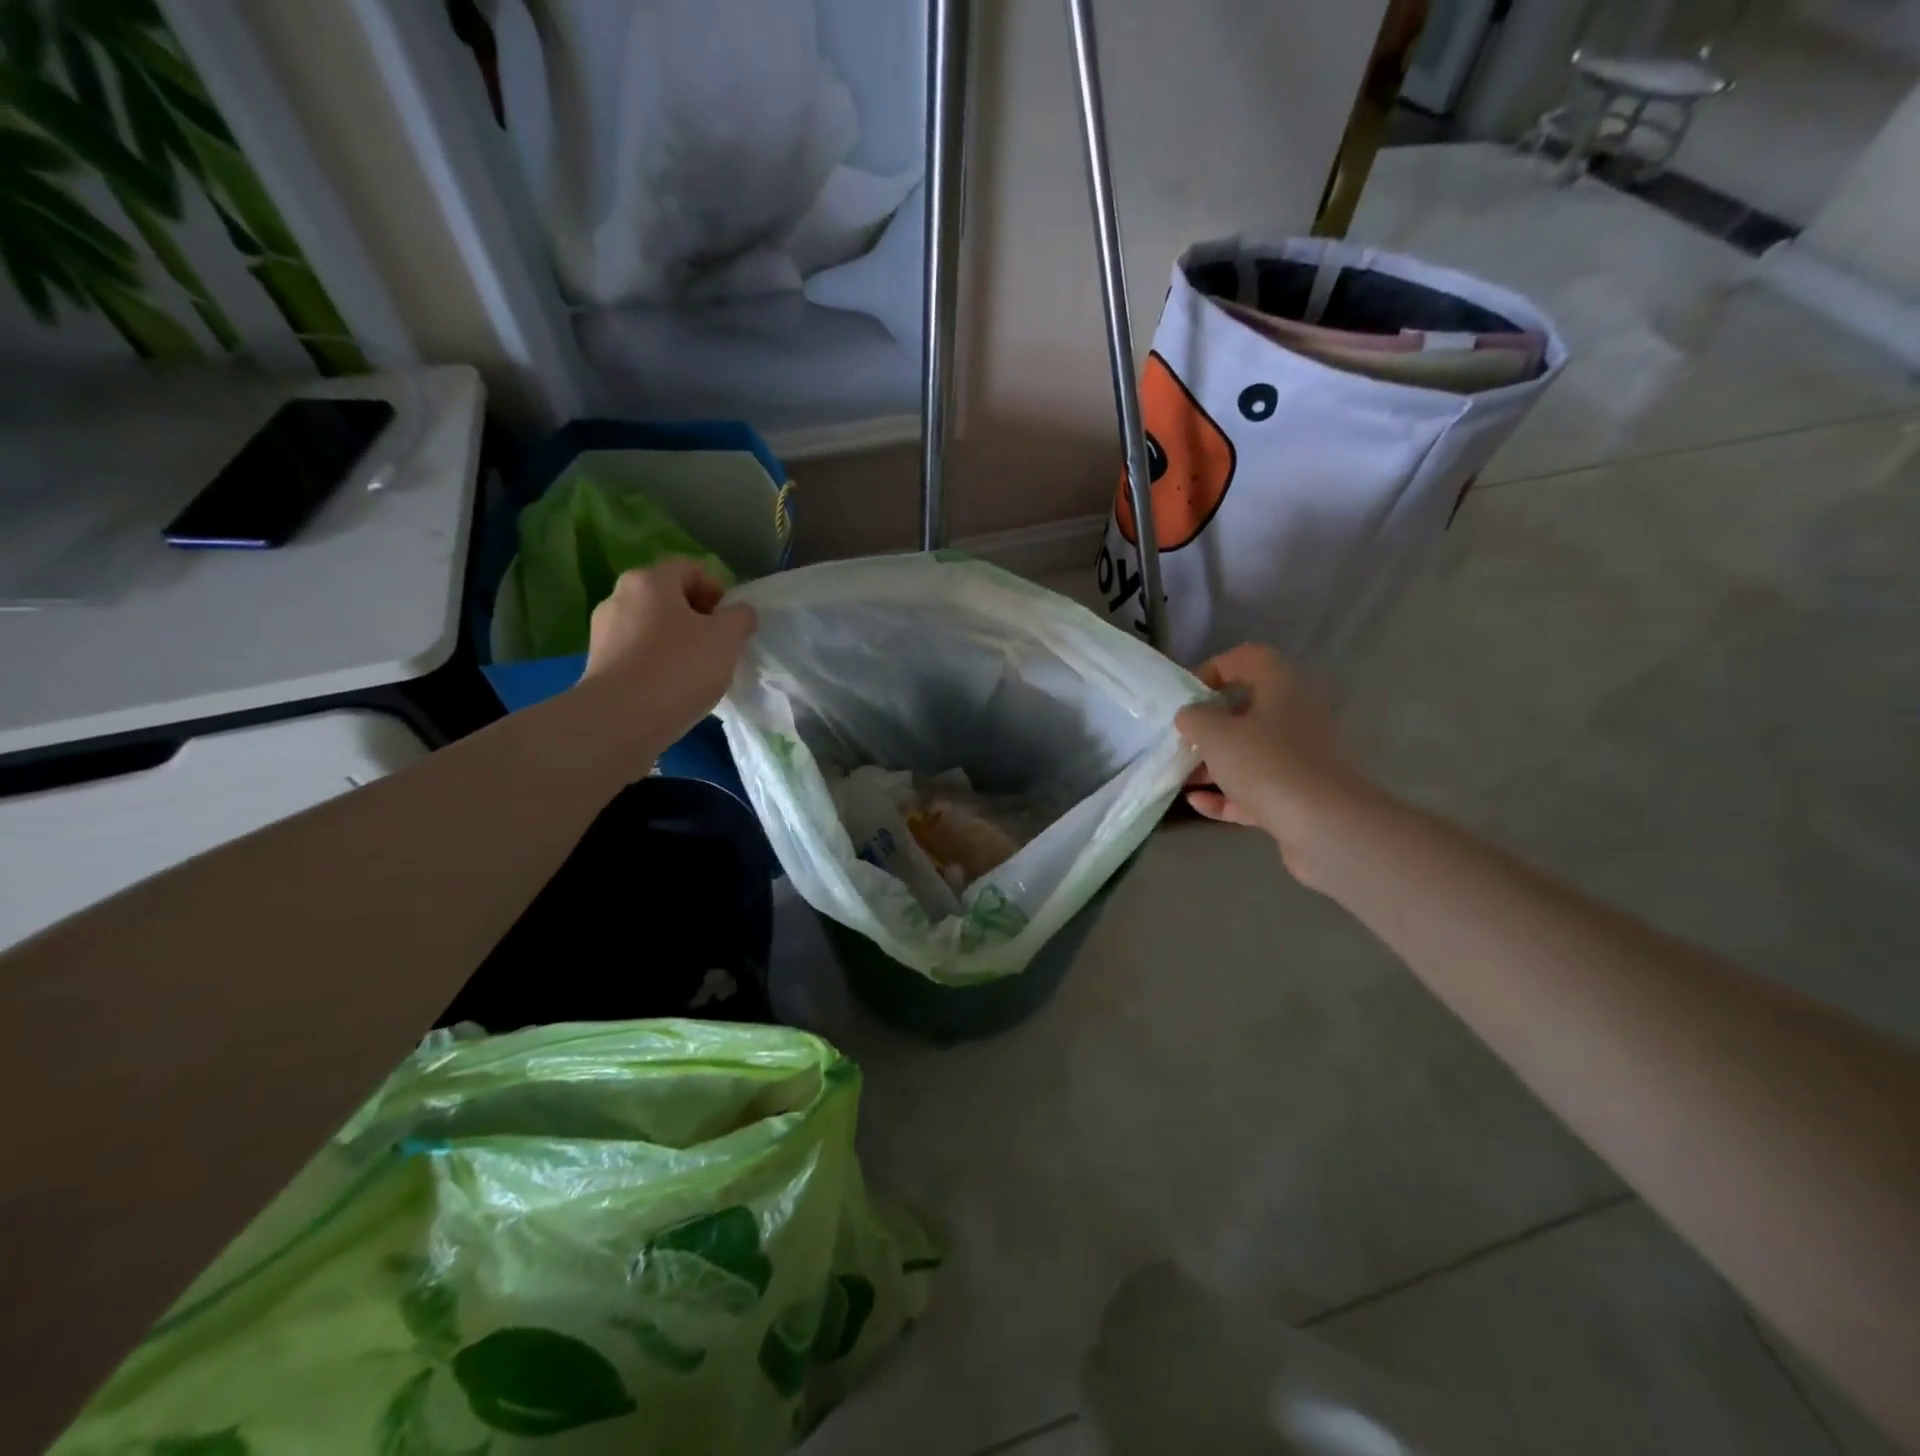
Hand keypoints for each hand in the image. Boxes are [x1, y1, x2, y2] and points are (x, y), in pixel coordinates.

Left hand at [577, 560, 756, 749]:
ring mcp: (604, 630)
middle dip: (698, 618)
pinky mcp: (598, 662)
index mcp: (650, 580)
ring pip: (653, 626)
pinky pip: (637, 652)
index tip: (731, 623)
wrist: (621, 720)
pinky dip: (658, 662)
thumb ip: (740, 617)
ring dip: (678, 641)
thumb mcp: (726, 639)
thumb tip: (740, 612)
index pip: (691, 569)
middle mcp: (619, 596)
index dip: (718, 590)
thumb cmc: (680, 668)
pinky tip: (672, 688)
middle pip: (669, 597)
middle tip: (719, 647)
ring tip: (697, 672)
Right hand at [1174, 645, 1371, 881]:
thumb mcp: (1215, 734)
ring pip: (1251, 752)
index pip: (1247, 658)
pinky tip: (1197, 803)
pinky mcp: (1299, 795)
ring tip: (1181, 777)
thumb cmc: (1265, 764)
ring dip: (1214, 763)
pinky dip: (1227, 793)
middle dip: (1209, 726)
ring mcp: (1301, 758)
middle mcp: (1297, 716)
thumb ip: (1194, 718)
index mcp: (1282, 687)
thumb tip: (1191, 715)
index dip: (1214, 669)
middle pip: (1247, 710)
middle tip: (1181, 739)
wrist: (1323, 825)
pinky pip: (1256, 787)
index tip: (1187, 695)